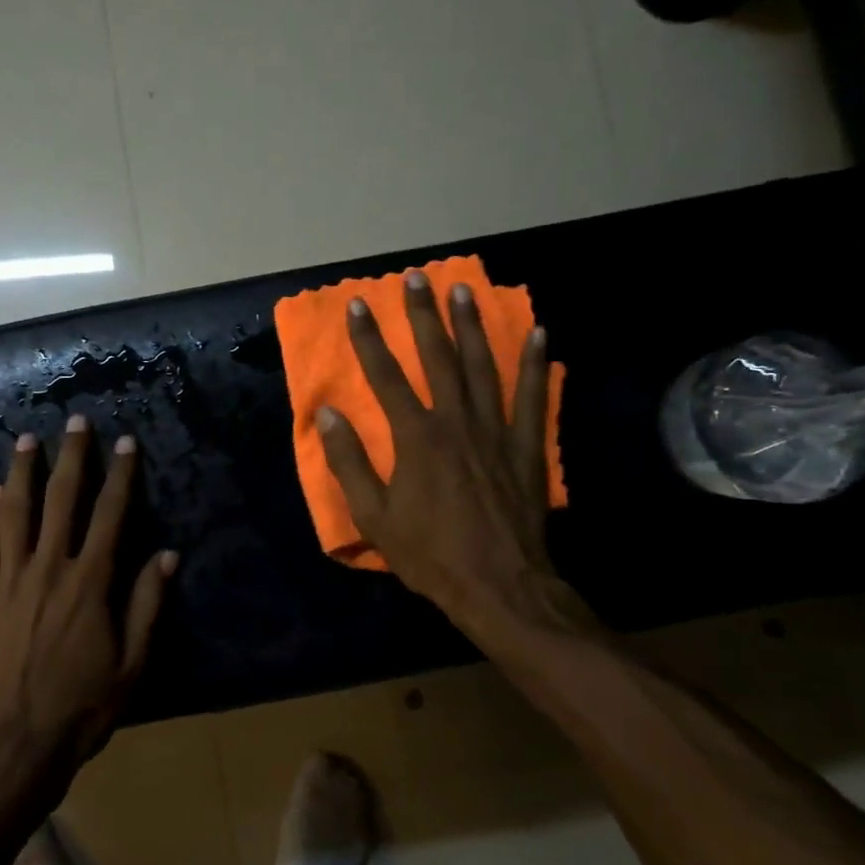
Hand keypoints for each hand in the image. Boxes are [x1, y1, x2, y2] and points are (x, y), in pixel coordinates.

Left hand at [0, 416, 176, 800]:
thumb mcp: (131, 663)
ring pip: (16, 513)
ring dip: (23, 473)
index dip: (120, 475)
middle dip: (71, 458)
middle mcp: (48, 570)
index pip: (110, 515)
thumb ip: (147, 605)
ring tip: (27, 441)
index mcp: (90, 584)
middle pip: (61, 500)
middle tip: (75, 422)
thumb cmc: (80, 709)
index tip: (125, 443)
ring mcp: (9, 582)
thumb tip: (167, 555)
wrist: (9, 746)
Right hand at [317, 271, 601, 652]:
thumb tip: (327, 414)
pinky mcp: (525, 446)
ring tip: (463, 291)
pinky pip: (532, 396)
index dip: (368, 339)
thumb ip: (349, 462)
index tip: (358, 306)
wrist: (498, 585)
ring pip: (482, 366)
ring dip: (471, 326)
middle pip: (436, 358)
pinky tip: (537, 333)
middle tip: (416, 279)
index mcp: (415, 437)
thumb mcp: (373, 515)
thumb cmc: (429, 553)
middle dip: (423, 316)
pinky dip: (534, 363)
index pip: (385, 376)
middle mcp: (455, 421)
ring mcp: (495, 430)